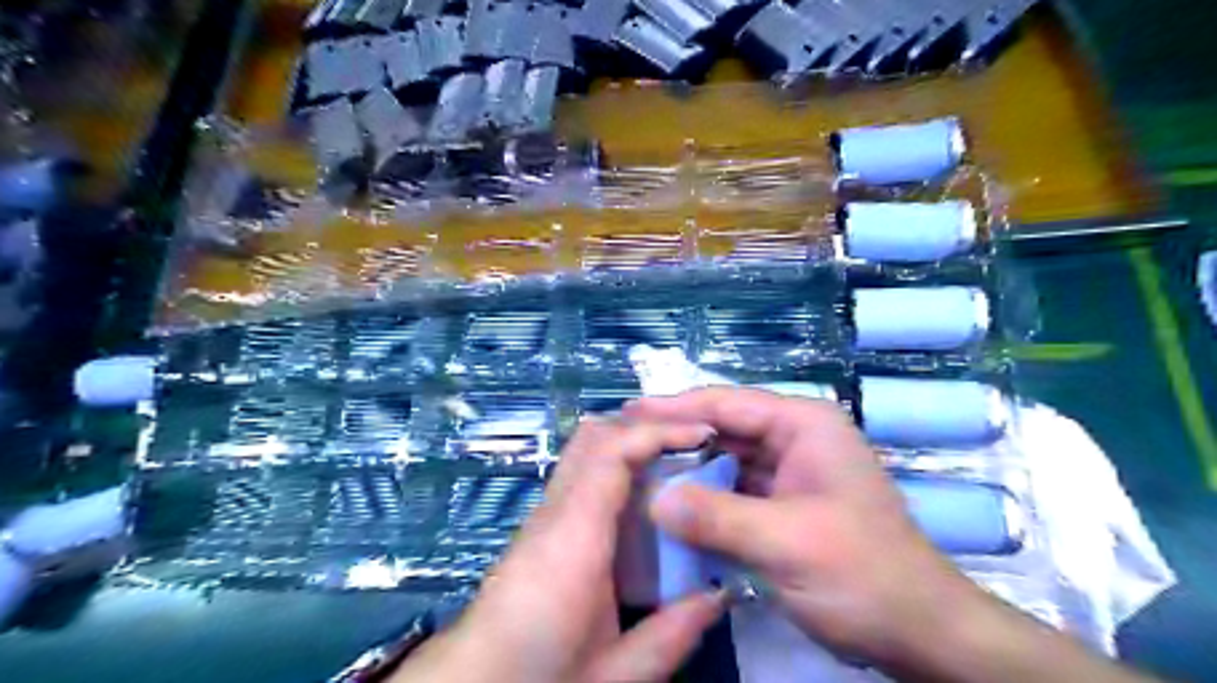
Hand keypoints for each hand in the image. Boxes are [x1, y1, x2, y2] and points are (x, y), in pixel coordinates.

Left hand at [395, 415, 726, 682]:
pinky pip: (582, 475)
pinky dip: (618, 465)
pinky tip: (645, 495)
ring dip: (630, 441)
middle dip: (644, 425)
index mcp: (574, 539)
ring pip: (585, 450)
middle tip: (692, 440)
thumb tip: (720, 596)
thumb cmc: (538, 676)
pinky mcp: (543, 524)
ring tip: (676, 459)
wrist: (473, 682)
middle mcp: (555, 512)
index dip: (658, 432)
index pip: (612, 453)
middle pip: (593, 436)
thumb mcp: (613, 674)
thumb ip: (669, 636)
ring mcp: (544, 514)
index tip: (702, 434)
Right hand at [622, 386, 982, 668]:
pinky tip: (671, 505)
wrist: (917, 631)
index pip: (727, 403)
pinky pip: (733, 489)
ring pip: (725, 459)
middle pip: (723, 427)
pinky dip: (704, 497)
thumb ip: (716, 518)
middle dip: (676, 437)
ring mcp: (789, 470)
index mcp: (803, 425)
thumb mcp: (786, 542)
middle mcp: (794, 438)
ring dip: (687, 468)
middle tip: (625, 444)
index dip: (675, 406)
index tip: (628, 412)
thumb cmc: (862, 574)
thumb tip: (654, 499)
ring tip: (638, 471)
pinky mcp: (783, 502)